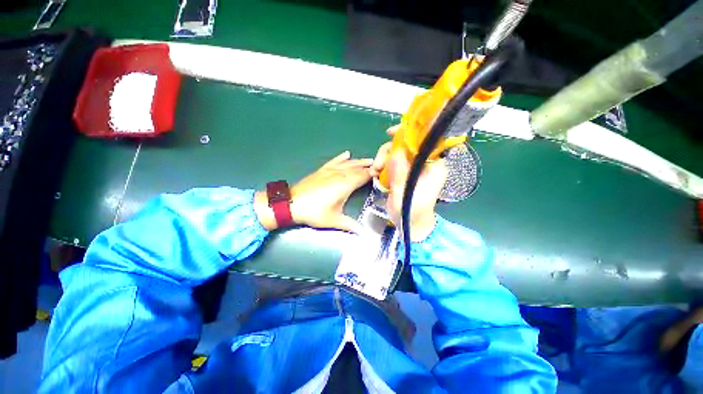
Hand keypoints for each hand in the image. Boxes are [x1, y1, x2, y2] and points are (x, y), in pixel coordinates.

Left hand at [254, 151, 371, 232]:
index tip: (382, 173)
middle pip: (357, 168)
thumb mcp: (334, 220)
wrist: (292, 204)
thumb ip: (350, 225)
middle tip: (379, 165)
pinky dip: (341, 157)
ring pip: (348, 163)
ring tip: (368, 160)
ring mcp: (330, 170)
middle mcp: (340, 174)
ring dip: (359, 161)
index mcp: (345, 184)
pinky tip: (346, 154)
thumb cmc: (315, 212)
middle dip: (368, 166)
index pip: (363, 176)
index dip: (373, 174)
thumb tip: (364, 234)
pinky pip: (334, 161)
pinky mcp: (322, 170)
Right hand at [371, 125, 446, 241]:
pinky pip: (393, 160)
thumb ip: (399, 176)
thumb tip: (395, 153)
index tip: (390, 133)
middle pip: (407, 144)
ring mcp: (414, 167)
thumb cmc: (411, 213)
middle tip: (377, 165)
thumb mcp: (403, 197)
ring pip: (397, 151)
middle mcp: (425, 163)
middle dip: (388, 151)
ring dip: (383, 158)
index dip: (410, 132)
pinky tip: (376, 174)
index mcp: (433, 167)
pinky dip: (382, 164)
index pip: (426, 140)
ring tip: (375, 172)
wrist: (411, 224)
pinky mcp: (405, 171)